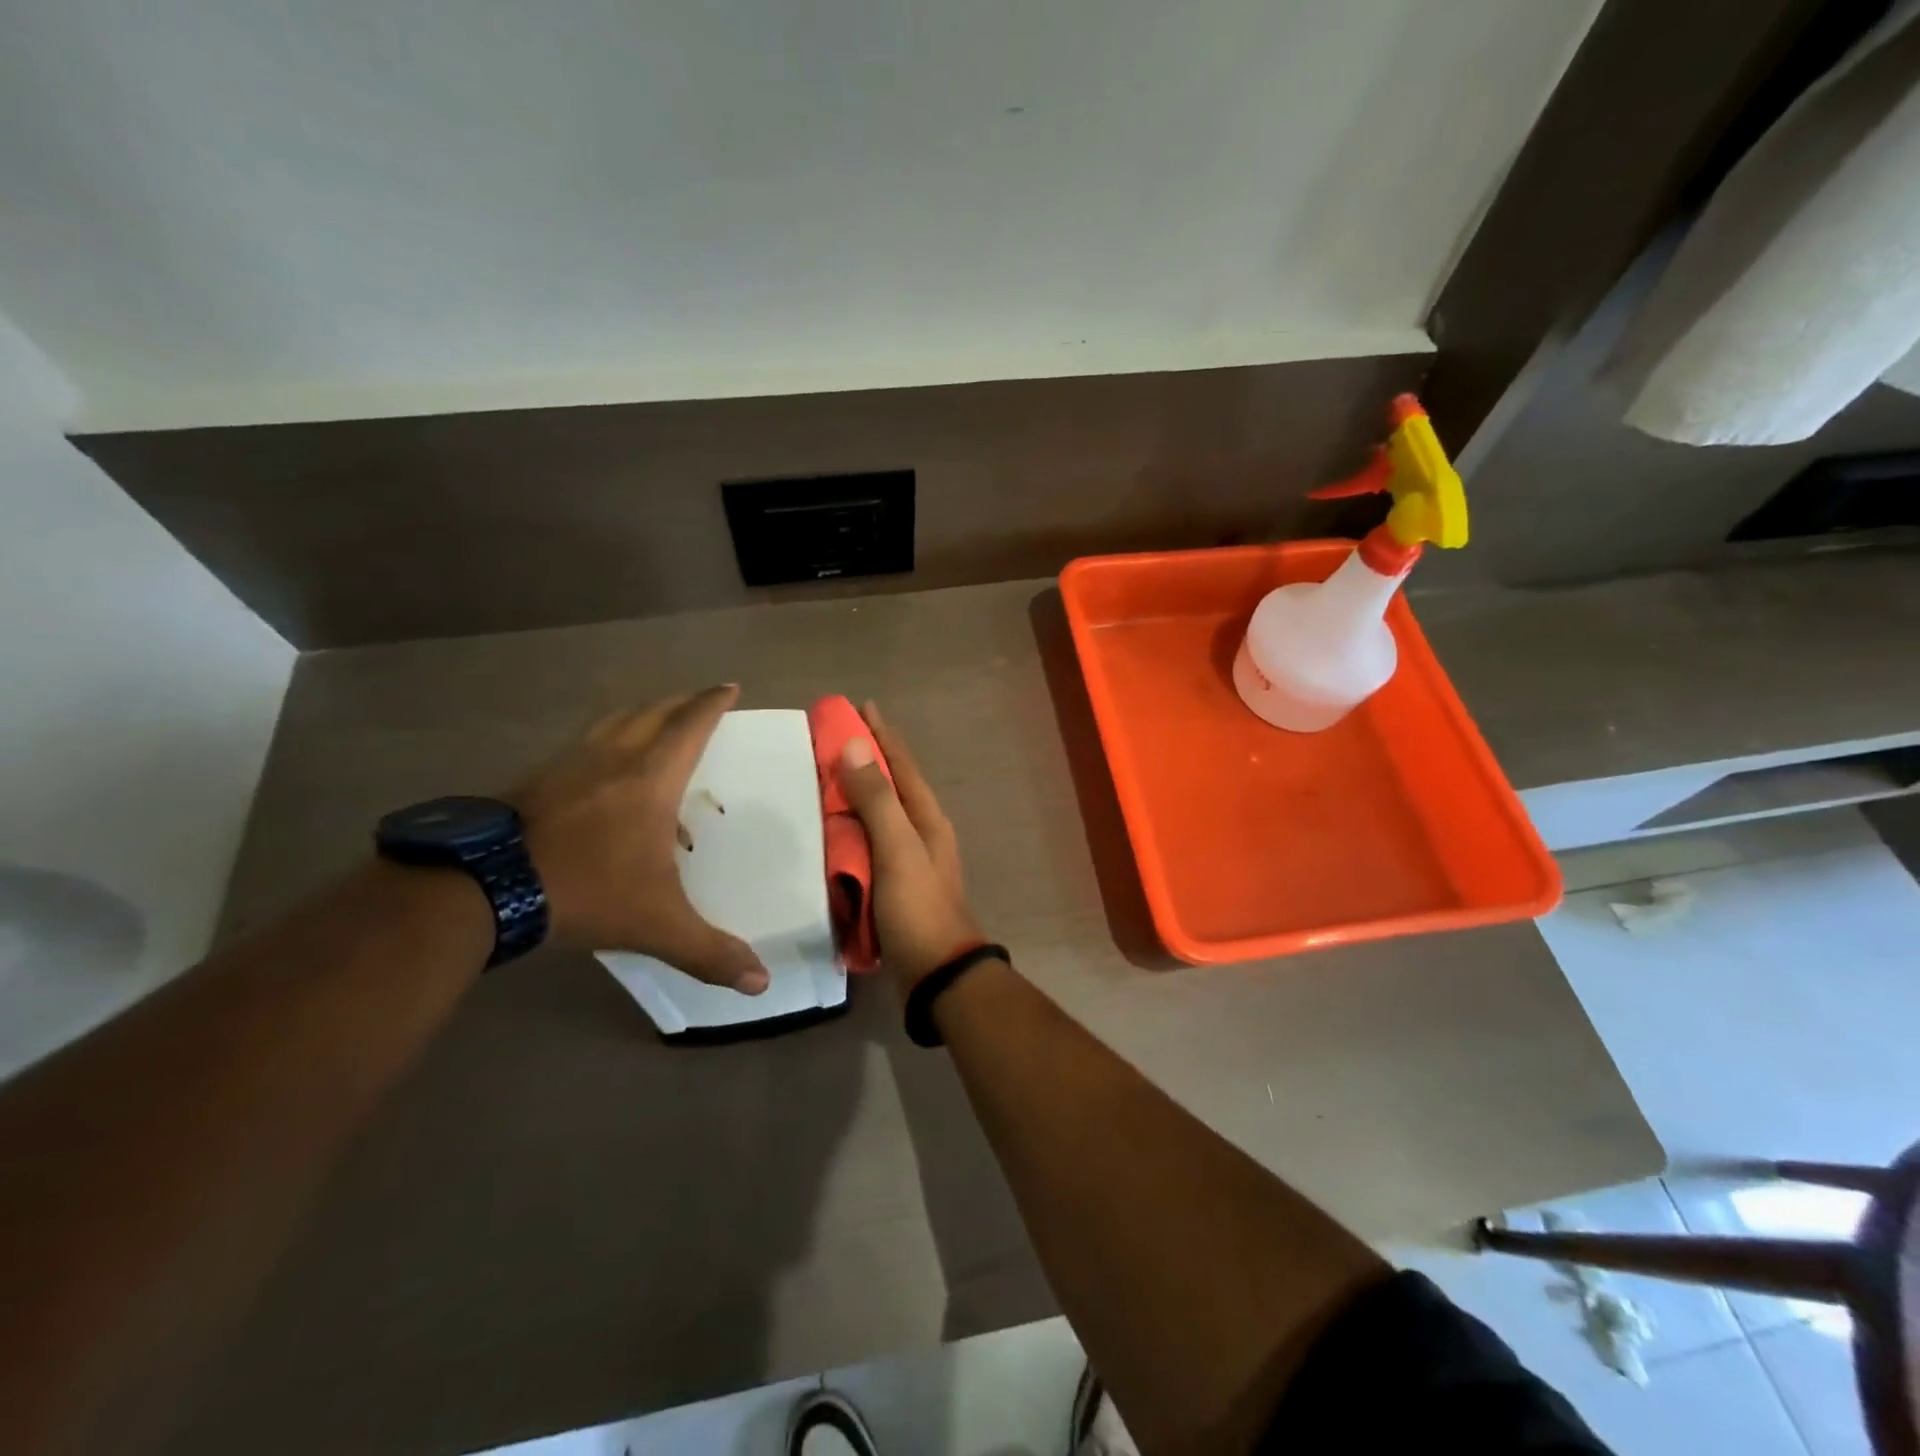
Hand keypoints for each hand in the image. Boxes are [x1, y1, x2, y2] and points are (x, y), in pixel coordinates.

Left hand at [511, 685, 768, 993]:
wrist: (484, 886)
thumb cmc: (585, 890)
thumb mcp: (656, 924)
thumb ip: (710, 951)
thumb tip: (762, 983)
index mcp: (652, 778)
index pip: (690, 725)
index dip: (712, 703)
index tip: (729, 687)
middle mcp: (614, 757)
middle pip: (653, 712)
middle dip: (682, 701)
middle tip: (700, 700)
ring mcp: (569, 762)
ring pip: (613, 720)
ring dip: (641, 713)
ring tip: (655, 721)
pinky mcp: (535, 777)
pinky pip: (583, 742)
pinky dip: (604, 738)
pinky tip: (599, 764)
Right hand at [836, 702, 984, 990]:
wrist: (937, 975)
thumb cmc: (919, 907)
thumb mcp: (898, 848)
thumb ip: (877, 799)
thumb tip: (854, 745)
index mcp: (926, 819)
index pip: (902, 765)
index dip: (882, 734)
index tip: (861, 706)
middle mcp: (920, 833)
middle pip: (890, 786)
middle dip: (864, 760)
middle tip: (829, 741)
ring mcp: (907, 861)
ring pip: (877, 816)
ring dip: (854, 795)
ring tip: (821, 779)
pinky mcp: (892, 886)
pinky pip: (867, 846)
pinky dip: (848, 832)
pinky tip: (826, 833)